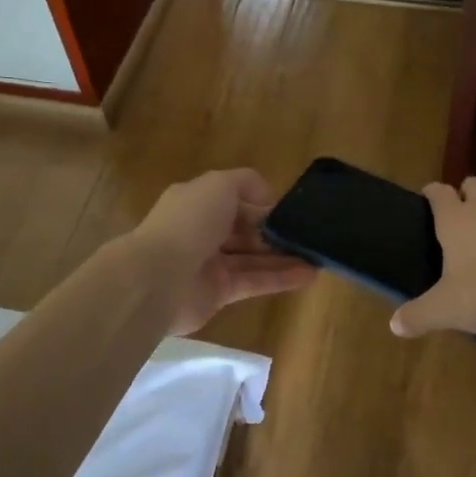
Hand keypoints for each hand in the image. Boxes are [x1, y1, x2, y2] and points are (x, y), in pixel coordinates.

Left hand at [128, 169, 316, 335]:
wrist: (158, 278)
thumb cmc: (190, 222)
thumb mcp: (219, 184)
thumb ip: (246, 183)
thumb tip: (268, 198)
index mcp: (197, 202)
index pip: (234, 199)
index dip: (261, 203)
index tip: (288, 208)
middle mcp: (202, 232)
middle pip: (244, 230)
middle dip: (274, 231)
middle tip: (308, 233)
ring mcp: (209, 264)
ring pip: (253, 257)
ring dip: (284, 256)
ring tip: (317, 255)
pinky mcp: (219, 293)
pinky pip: (255, 281)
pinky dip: (281, 278)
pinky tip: (309, 274)